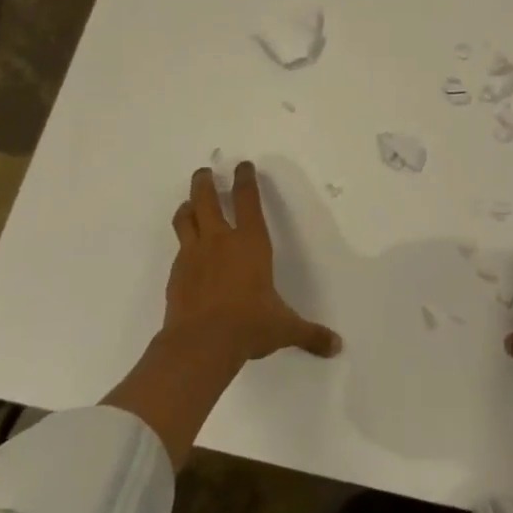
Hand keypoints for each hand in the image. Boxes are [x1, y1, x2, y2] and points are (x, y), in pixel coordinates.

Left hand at [164, 163, 340, 363]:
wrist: (200, 345)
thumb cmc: (249, 325)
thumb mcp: (284, 328)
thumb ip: (309, 334)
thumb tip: (337, 346)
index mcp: (250, 243)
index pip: (248, 201)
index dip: (246, 180)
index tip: (243, 166)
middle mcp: (220, 241)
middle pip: (207, 199)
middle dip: (205, 182)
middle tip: (204, 172)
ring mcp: (193, 256)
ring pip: (185, 219)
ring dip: (188, 206)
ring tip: (189, 203)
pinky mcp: (176, 275)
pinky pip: (179, 249)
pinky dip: (183, 243)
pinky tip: (187, 251)